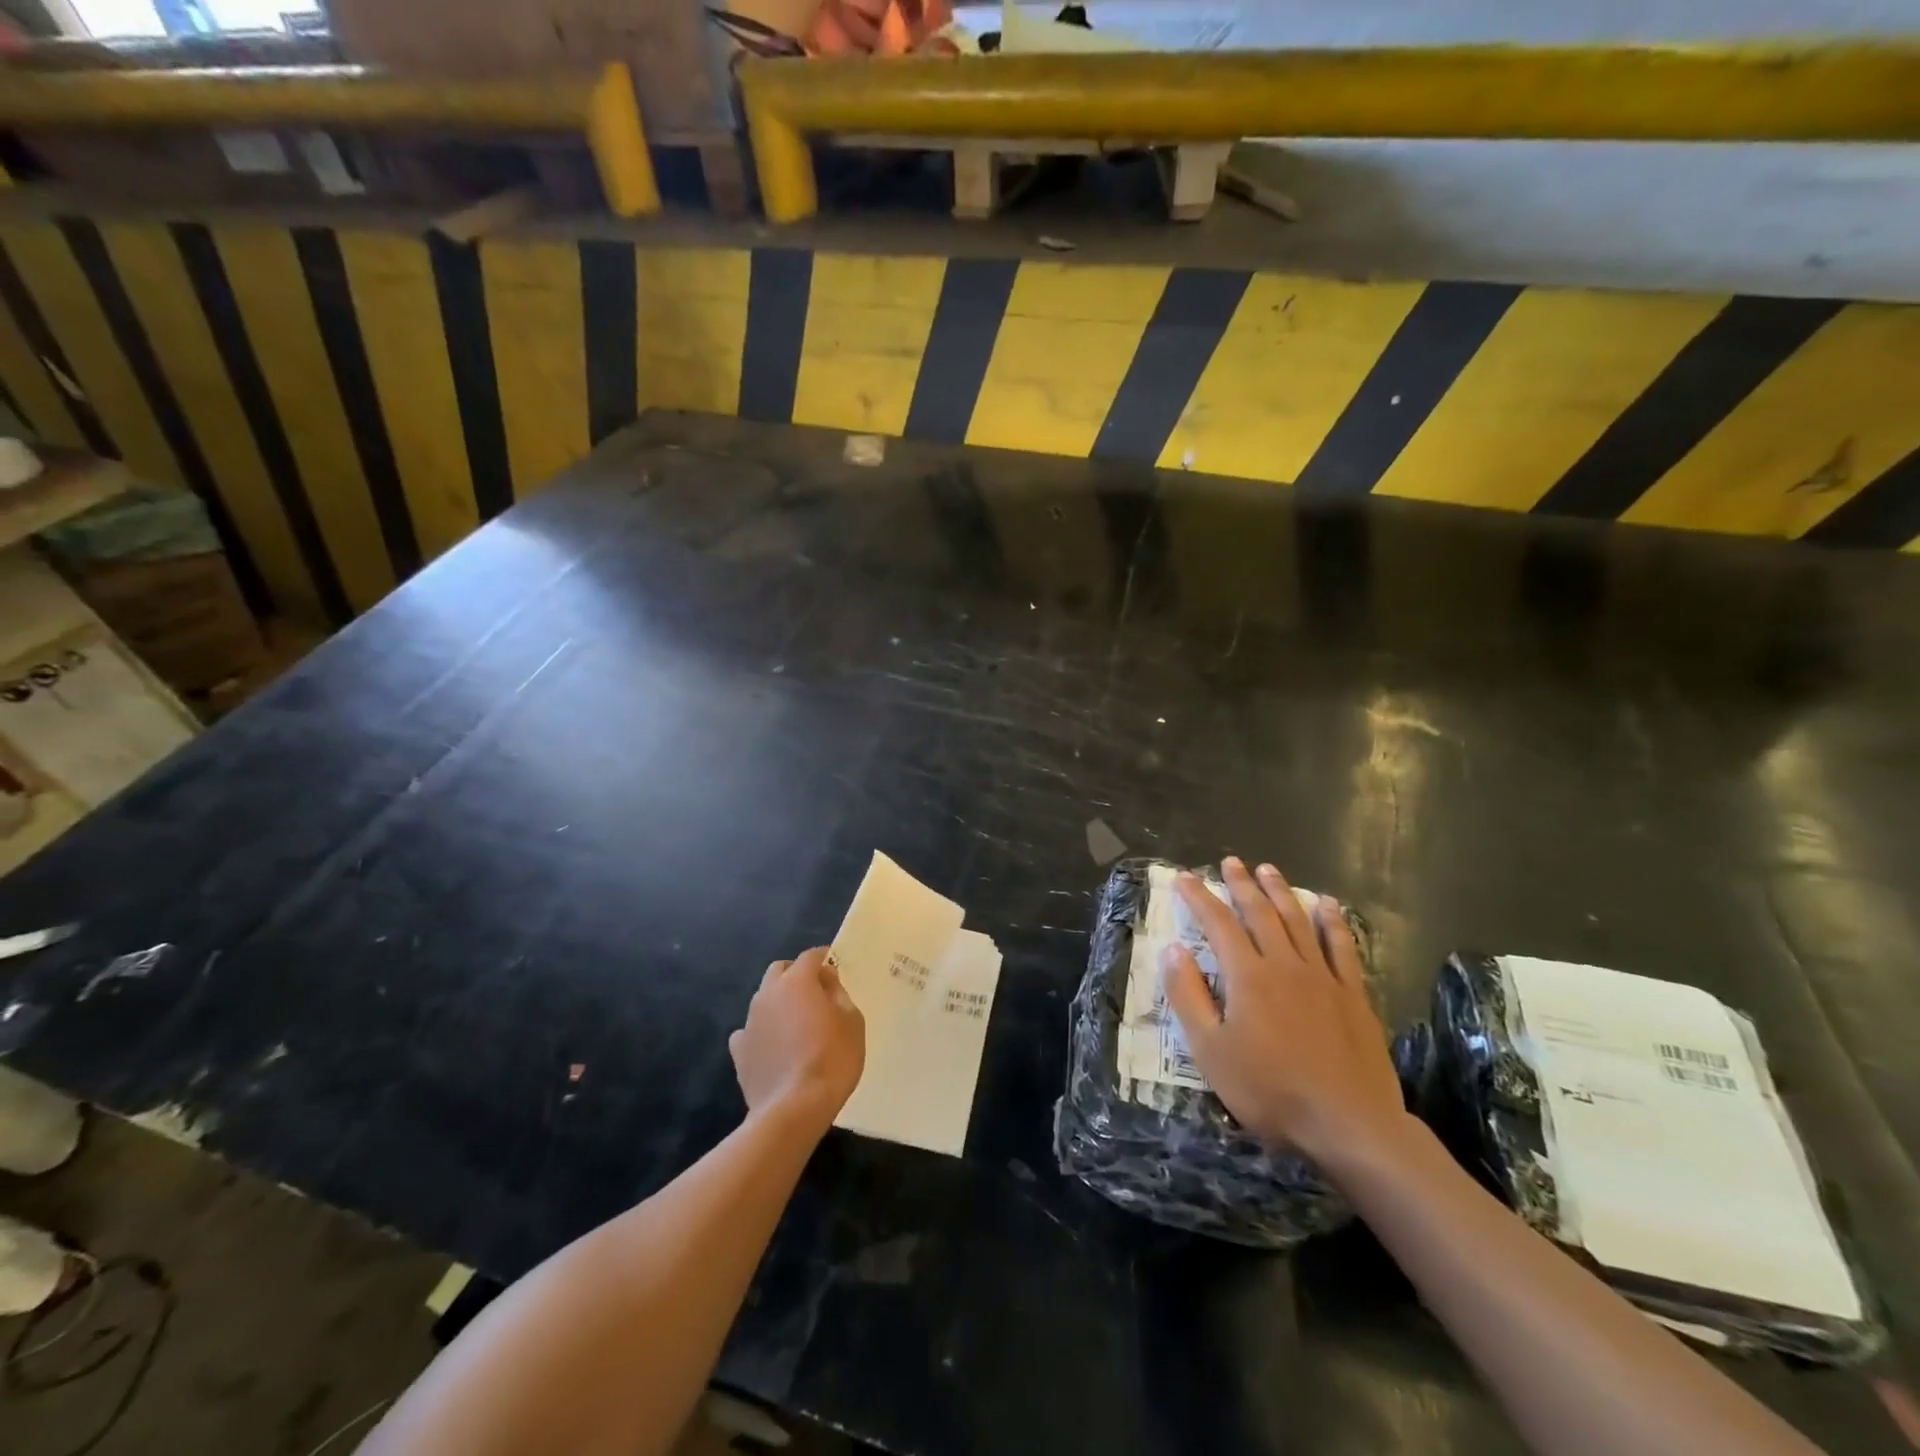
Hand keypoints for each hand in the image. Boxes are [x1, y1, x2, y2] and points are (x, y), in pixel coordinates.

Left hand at [730, 947, 864, 1134]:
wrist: (794, 1108)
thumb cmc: (832, 1059)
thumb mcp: (852, 1021)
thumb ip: (838, 994)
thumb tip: (826, 980)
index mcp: (797, 982)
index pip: (810, 957)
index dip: (824, 958)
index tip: (834, 966)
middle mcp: (768, 994)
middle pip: (780, 971)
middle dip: (796, 974)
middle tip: (815, 992)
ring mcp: (749, 1022)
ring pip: (763, 999)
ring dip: (779, 1002)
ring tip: (796, 1022)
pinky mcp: (739, 1052)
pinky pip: (749, 1031)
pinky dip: (762, 1032)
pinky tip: (774, 1047)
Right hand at [1161, 858, 1406, 1166]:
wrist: (1350, 1125)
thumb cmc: (1270, 1091)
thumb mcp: (1211, 1051)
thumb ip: (1189, 996)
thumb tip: (1173, 950)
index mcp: (1247, 976)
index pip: (1218, 924)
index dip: (1199, 898)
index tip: (1184, 877)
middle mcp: (1284, 964)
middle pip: (1260, 913)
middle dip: (1241, 885)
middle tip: (1230, 862)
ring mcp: (1323, 977)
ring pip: (1298, 921)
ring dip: (1281, 892)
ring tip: (1267, 870)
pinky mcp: (1354, 994)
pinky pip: (1342, 946)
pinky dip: (1333, 921)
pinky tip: (1327, 905)